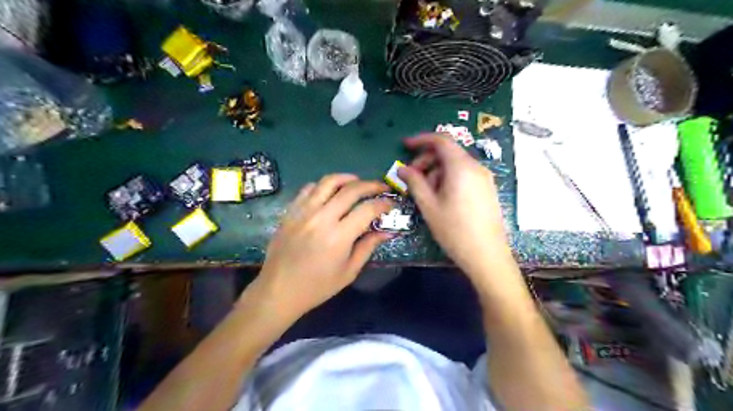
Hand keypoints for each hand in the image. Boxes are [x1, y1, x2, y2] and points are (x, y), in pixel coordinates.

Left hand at [245, 175, 394, 319]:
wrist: (279, 290)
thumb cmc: (317, 286)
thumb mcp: (349, 271)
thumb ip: (368, 247)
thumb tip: (387, 231)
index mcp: (339, 236)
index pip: (367, 209)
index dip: (383, 204)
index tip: (391, 204)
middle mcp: (322, 218)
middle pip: (351, 189)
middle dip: (371, 185)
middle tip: (381, 188)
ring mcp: (304, 211)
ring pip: (328, 182)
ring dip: (347, 178)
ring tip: (357, 182)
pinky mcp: (291, 211)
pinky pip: (309, 188)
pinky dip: (323, 185)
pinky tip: (330, 192)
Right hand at [398, 134, 510, 282]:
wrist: (486, 255)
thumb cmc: (454, 230)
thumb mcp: (429, 206)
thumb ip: (415, 182)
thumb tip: (402, 168)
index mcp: (461, 167)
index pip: (441, 140)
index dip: (421, 139)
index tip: (405, 146)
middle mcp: (476, 167)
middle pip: (448, 152)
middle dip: (427, 159)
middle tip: (412, 177)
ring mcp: (484, 178)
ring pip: (455, 164)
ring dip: (436, 170)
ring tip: (425, 192)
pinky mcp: (487, 189)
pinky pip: (464, 174)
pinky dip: (448, 177)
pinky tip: (441, 196)